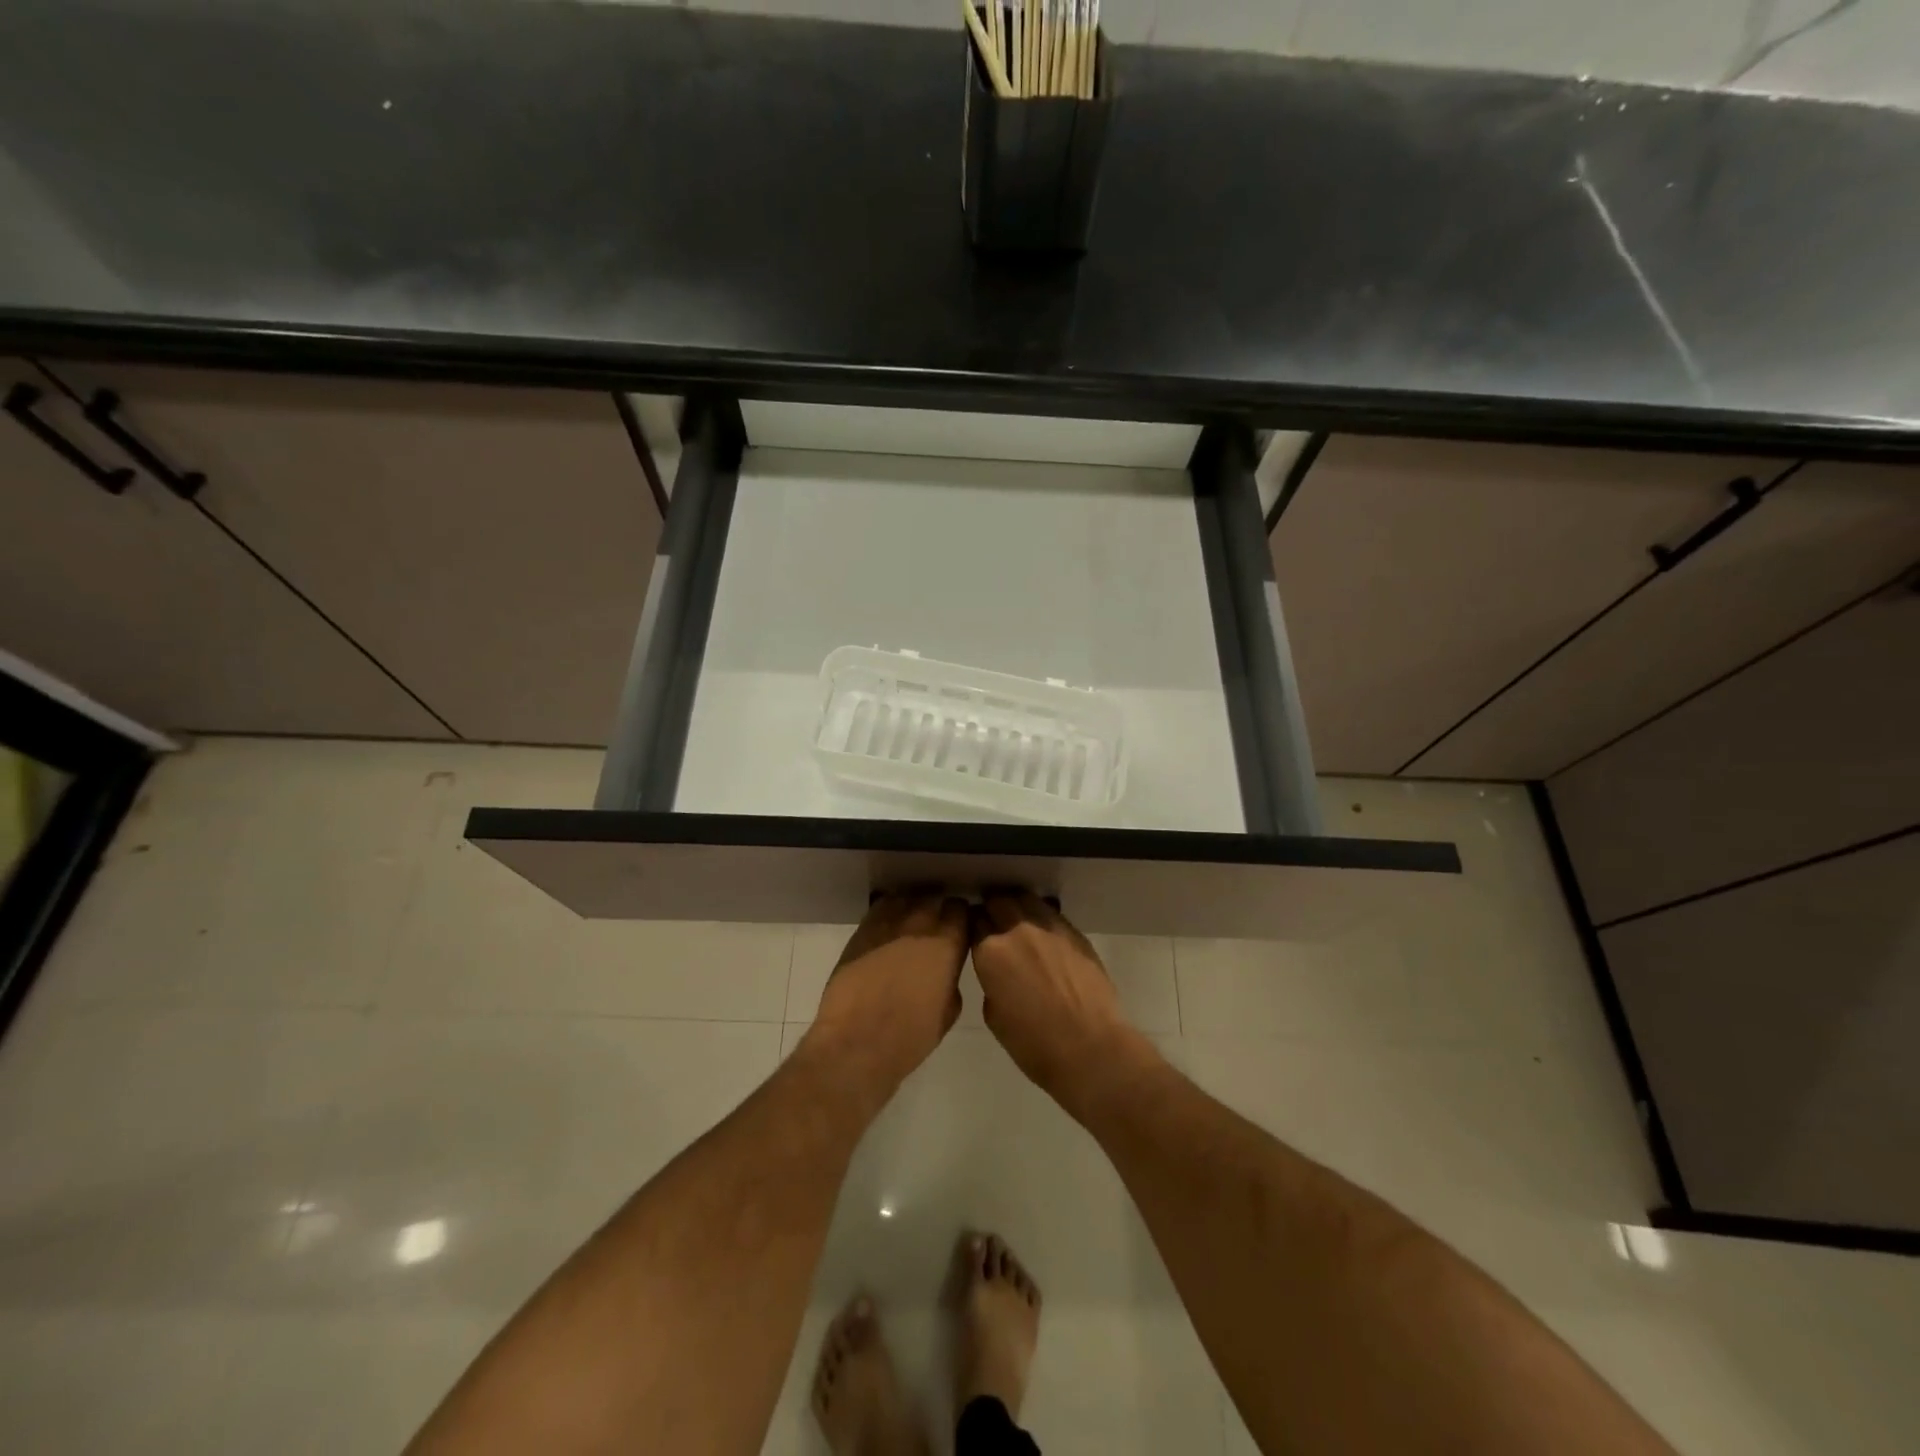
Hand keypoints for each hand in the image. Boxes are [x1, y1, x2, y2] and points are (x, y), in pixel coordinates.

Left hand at [806, 892, 969, 1094]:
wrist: (857, 1041)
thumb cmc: (910, 1036)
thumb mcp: (948, 1011)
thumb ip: (951, 979)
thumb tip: (945, 969)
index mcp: (948, 943)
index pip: (961, 909)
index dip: (960, 918)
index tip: (958, 929)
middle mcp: (920, 923)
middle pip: (934, 899)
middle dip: (937, 910)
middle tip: (934, 930)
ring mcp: (889, 922)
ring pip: (907, 898)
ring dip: (912, 908)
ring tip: (909, 926)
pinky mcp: (863, 929)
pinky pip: (881, 908)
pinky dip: (888, 913)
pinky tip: (887, 930)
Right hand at [968, 892, 1154, 1115]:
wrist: (1090, 1048)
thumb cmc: (1034, 1044)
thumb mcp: (994, 1015)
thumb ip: (991, 981)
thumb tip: (998, 971)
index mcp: (990, 952)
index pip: (973, 922)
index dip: (973, 927)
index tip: (975, 934)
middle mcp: (1017, 930)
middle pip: (998, 901)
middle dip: (992, 909)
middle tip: (994, 923)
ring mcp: (1049, 927)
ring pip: (1026, 899)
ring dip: (1017, 906)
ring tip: (1018, 921)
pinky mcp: (1074, 933)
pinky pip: (1051, 913)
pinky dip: (1042, 916)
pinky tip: (1043, 933)